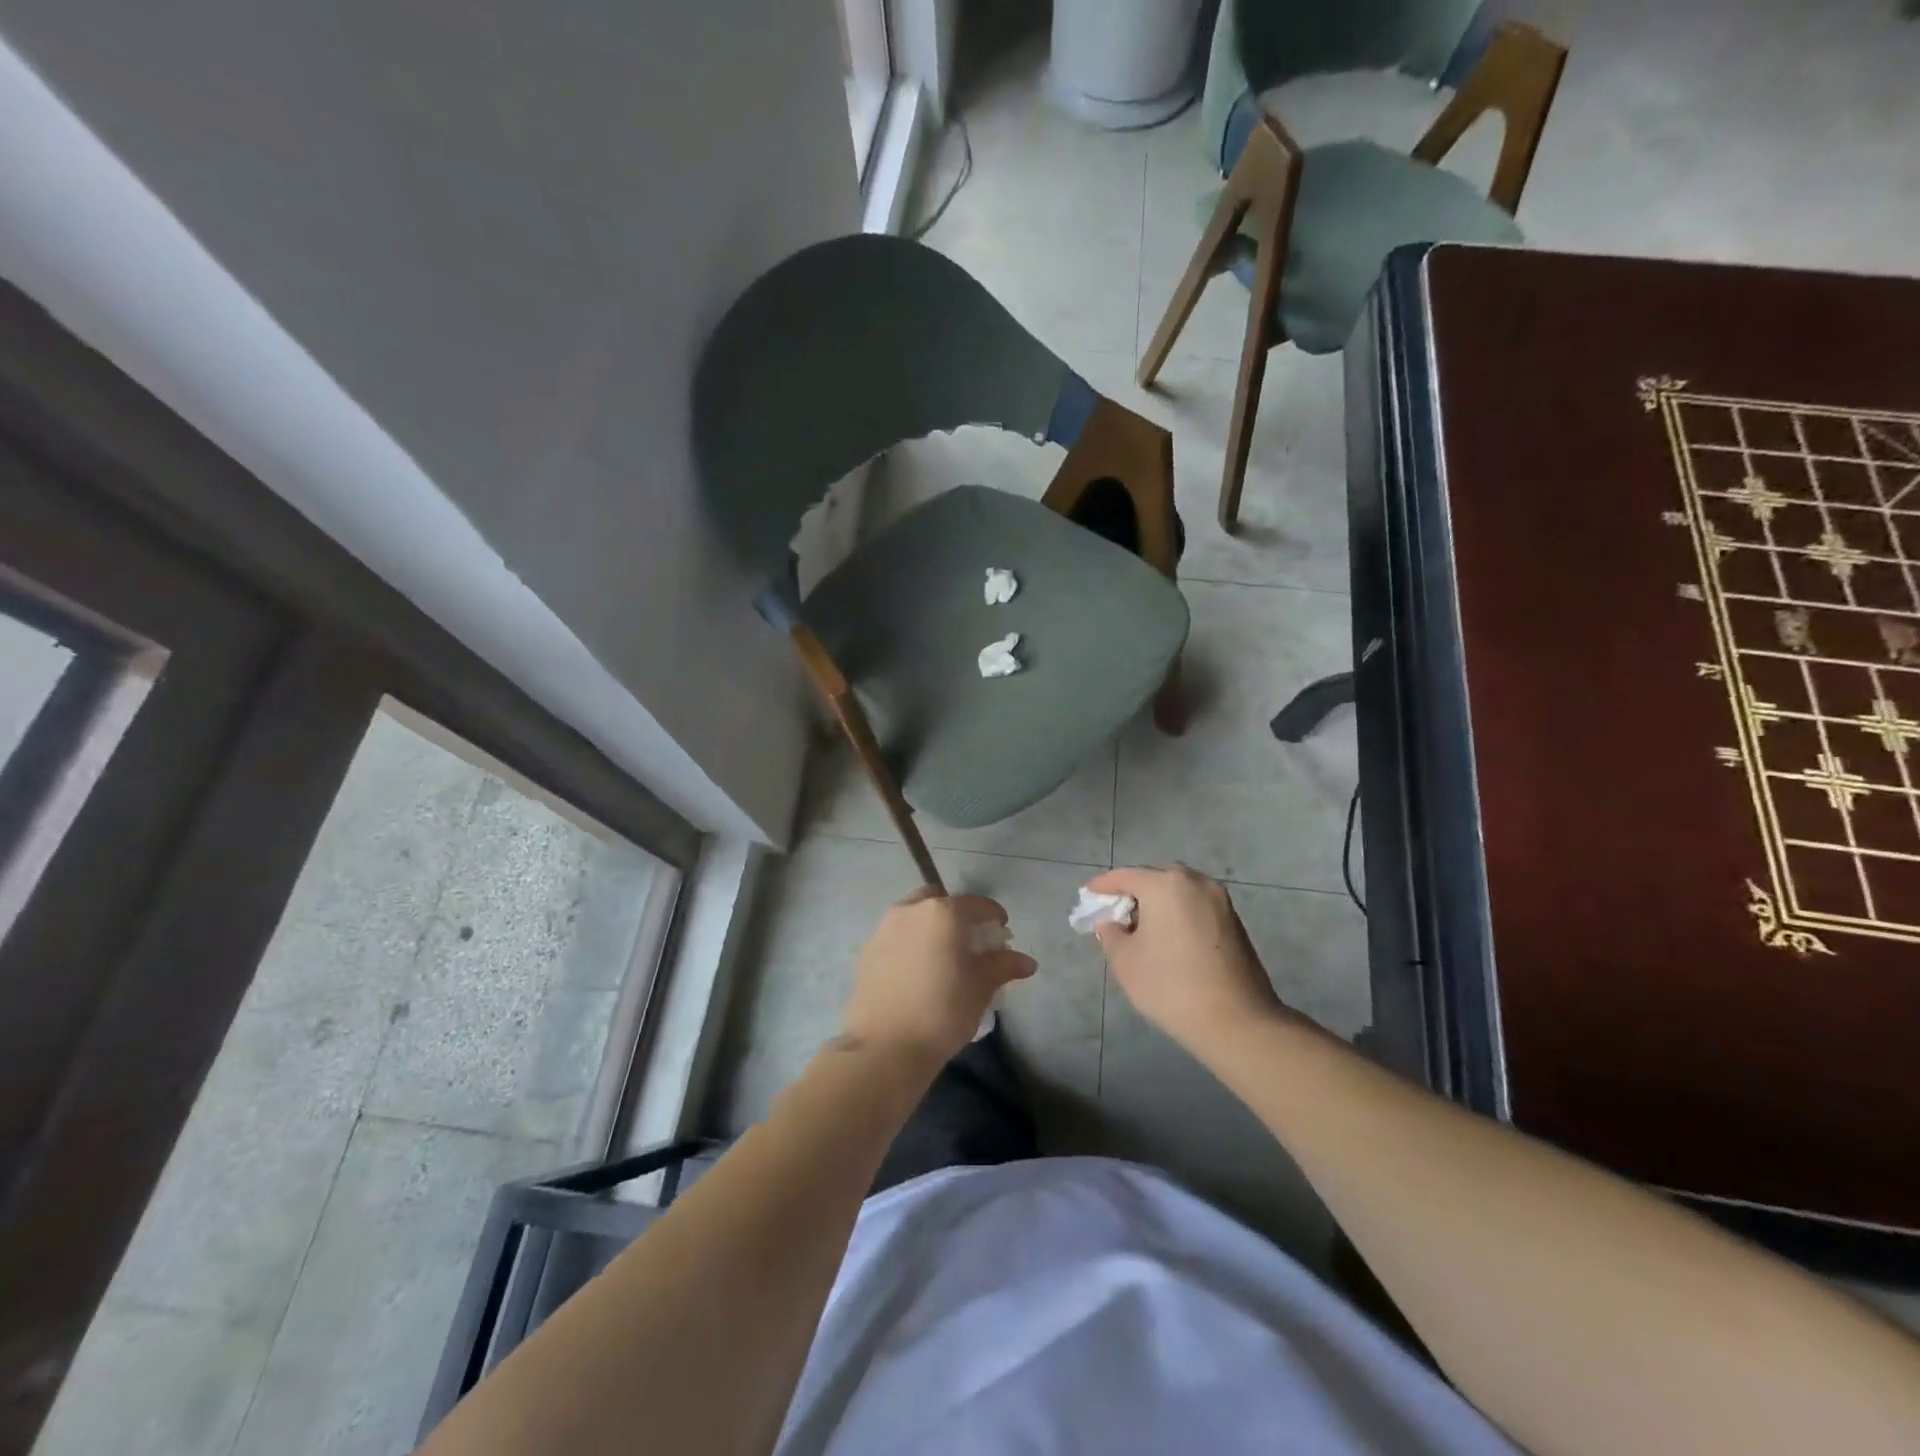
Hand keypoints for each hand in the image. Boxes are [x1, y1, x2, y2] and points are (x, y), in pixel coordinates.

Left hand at [840, 888, 1036, 1068]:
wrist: (885, 1047)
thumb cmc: (943, 1011)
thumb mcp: (981, 988)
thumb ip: (1002, 966)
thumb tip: (1027, 962)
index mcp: (943, 912)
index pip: (977, 904)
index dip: (994, 917)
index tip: (1002, 934)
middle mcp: (911, 910)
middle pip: (940, 901)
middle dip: (957, 915)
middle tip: (968, 942)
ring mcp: (884, 928)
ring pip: (914, 916)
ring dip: (931, 927)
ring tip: (942, 957)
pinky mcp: (867, 950)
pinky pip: (896, 935)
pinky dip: (911, 943)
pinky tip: (918, 971)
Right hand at [1085, 865, 1287, 1058]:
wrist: (1237, 1021)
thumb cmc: (1171, 985)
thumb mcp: (1125, 961)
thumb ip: (1111, 934)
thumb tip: (1112, 923)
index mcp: (1166, 885)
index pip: (1125, 876)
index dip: (1102, 886)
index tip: (1088, 895)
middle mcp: (1196, 882)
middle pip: (1155, 879)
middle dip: (1133, 892)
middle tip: (1116, 913)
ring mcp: (1220, 901)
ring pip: (1179, 893)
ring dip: (1159, 904)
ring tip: (1142, 928)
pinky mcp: (1235, 922)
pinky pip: (1197, 908)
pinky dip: (1179, 915)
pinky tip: (1169, 940)